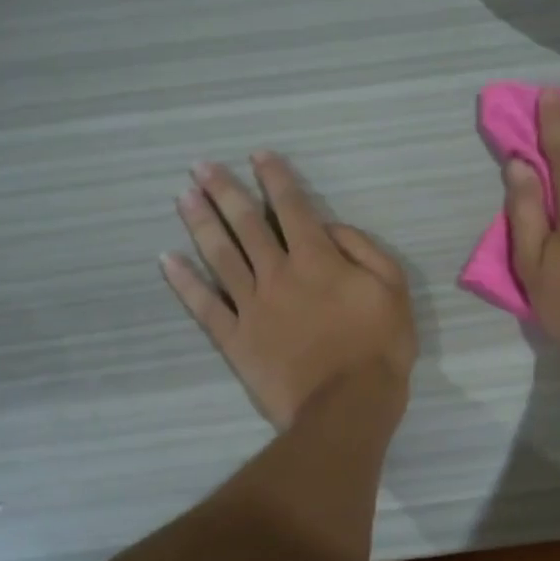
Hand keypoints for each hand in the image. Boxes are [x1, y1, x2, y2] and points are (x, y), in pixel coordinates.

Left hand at [163, 152, 415, 428]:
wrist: (347, 405)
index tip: (258, 155)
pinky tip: (167, 260)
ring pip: (220, 256)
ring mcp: (251, 306)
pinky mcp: (235, 339)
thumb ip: (363, 249)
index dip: (275, 178)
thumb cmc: (378, 347)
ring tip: (183, 197)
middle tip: (200, 166)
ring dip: (200, 223)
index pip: (292, 208)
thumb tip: (330, 229)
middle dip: (224, 191)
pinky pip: (204, 306)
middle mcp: (277, 273)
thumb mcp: (393, 288)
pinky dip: (184, 282)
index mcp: (316, 259)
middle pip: (246, 224)